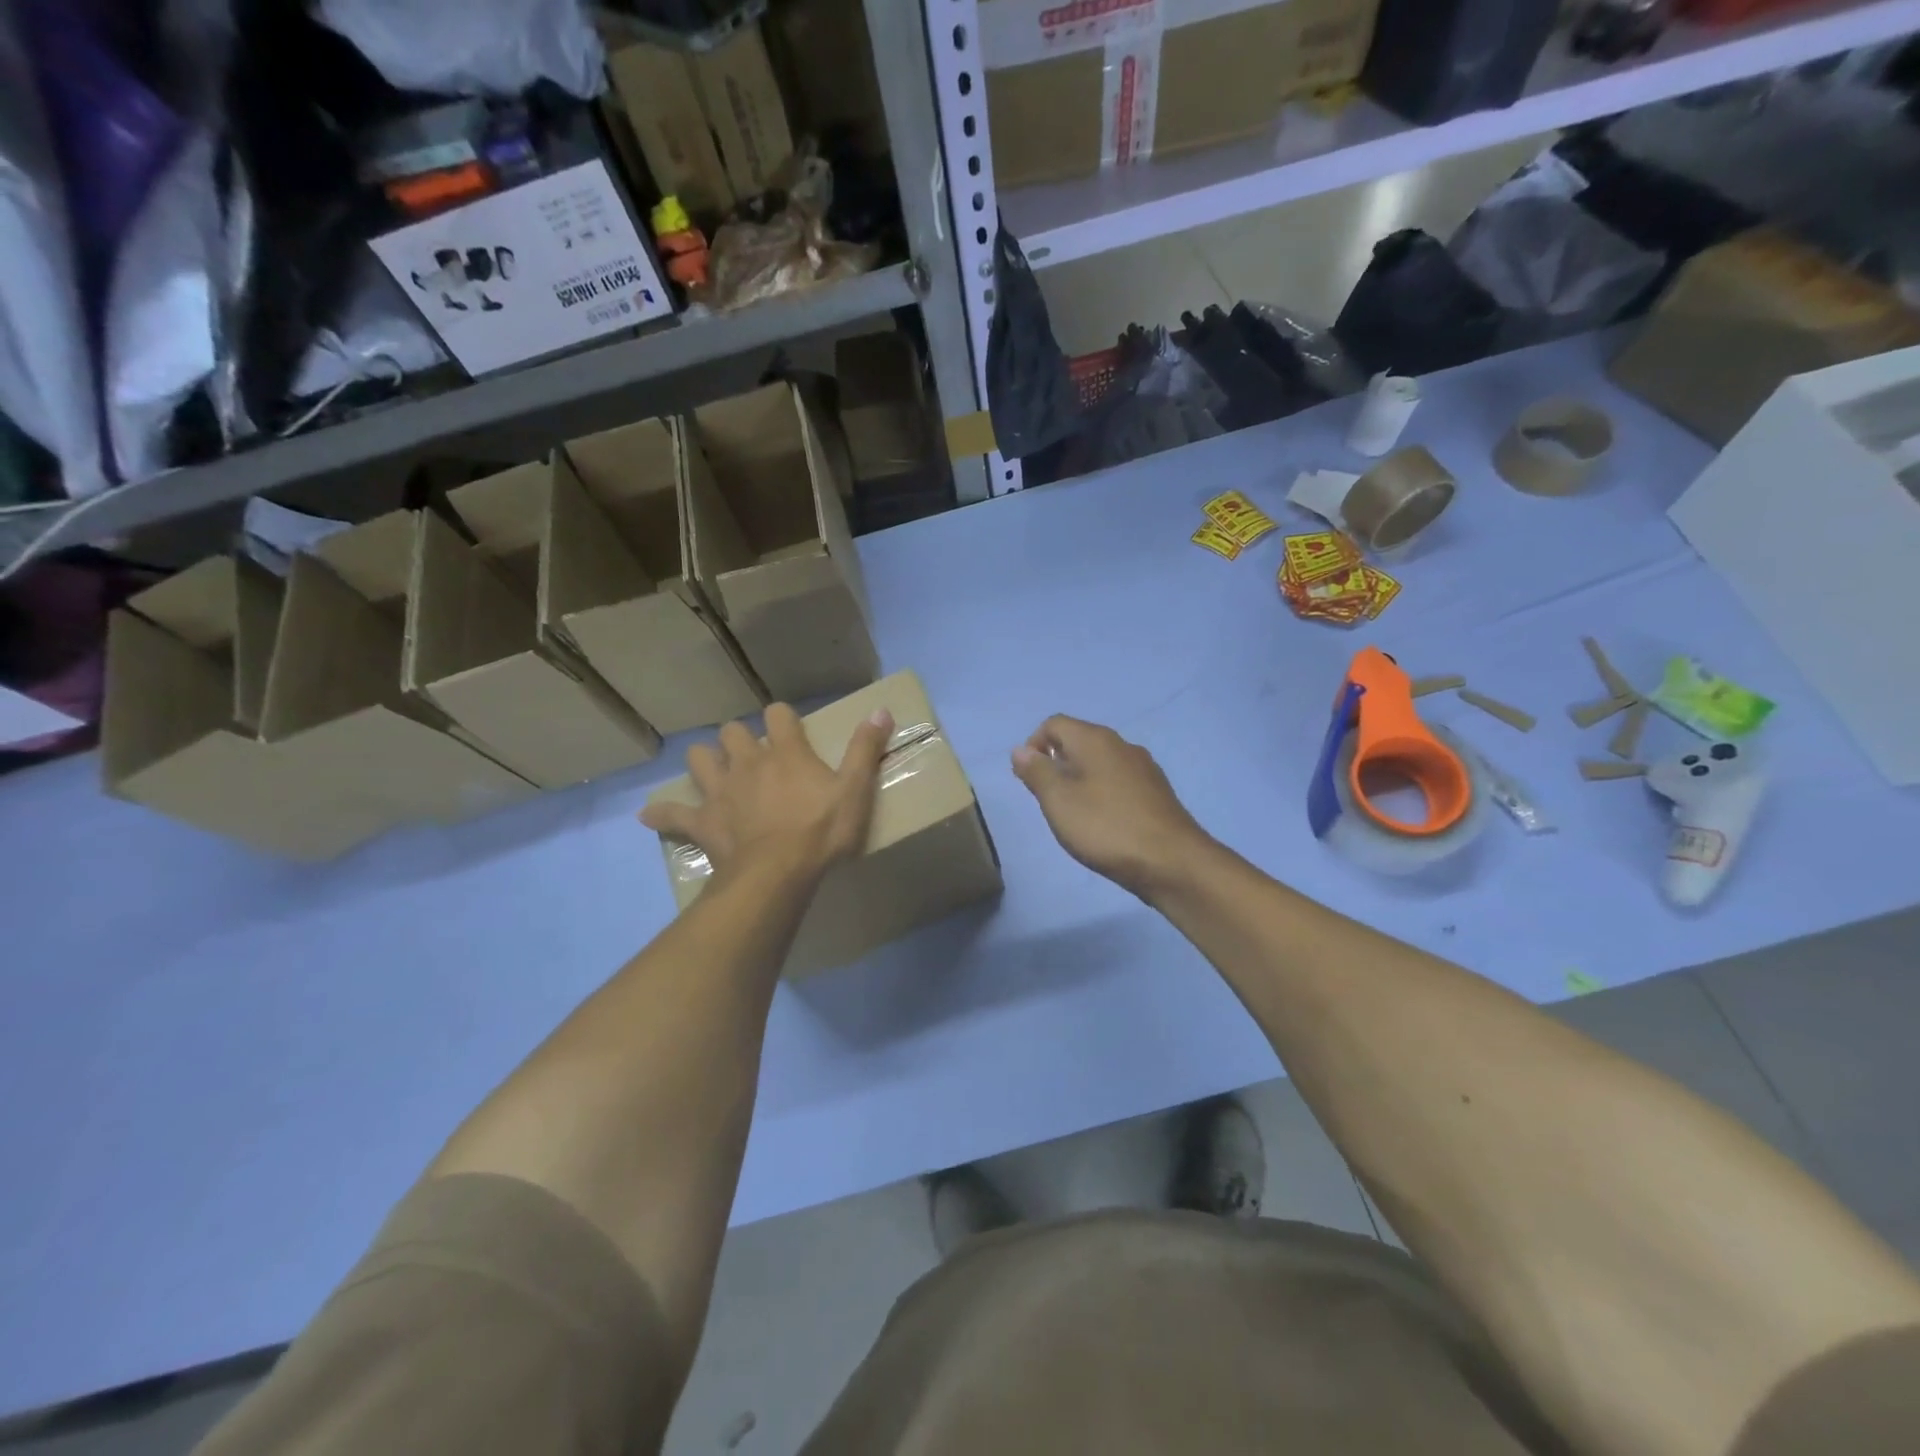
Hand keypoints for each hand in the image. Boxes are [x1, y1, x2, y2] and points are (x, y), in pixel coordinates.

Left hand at [641, 704, 893, 883]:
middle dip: (739, 738)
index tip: (790, 729)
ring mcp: (721, 791)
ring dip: (705, 762)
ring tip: (715, 773)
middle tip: (752, 755)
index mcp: (785, 752)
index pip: (778, 714)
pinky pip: (673, 814)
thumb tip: (881, 710)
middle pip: (732, 732)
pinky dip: (663, 813)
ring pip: (699, 759)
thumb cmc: (820, 831)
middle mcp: (748, 763)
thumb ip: (866, 749)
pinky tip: (651, 815)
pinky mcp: (703, 822)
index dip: (783, 718)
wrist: (777, 874)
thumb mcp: (855, 790)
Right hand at [1012, 715, 1211, 899]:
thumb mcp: (1058, 800)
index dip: (1033, 745)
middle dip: (1056, 764)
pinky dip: (1103, 793)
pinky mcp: (1157, 792)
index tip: (1029, 780)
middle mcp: (1121, 744)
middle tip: (1048, 801)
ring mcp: (1144, 767)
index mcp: (1095, 739)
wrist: (1172, 861)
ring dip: (1079, 780)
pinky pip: (1119, 781)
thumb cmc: (1106, 827)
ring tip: (1074, 815)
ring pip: (1100, 762)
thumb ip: (1036, 772)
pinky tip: (1104, 823)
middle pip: (1078, 741)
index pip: (1054, 723)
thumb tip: (1021, 750)